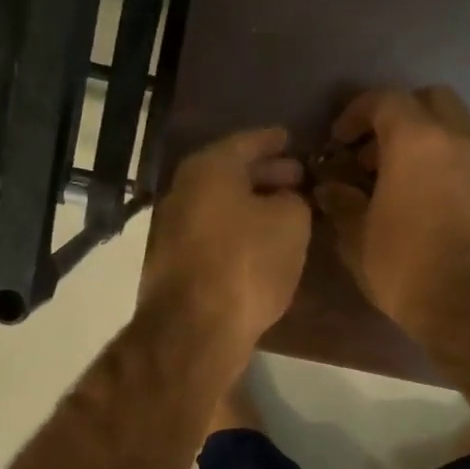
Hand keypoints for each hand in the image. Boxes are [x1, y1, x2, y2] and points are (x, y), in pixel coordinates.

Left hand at [142, 127, 311, 370]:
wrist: (195, 329)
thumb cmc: (246, 264)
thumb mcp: (290, 223)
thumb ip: (292, 200)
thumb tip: (282, 201)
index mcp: (208, 169)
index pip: (246, 142)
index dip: (273, 141)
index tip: (292, 140)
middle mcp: (183, 191)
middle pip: (229, 174)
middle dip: (264, 174)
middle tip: (297, 178)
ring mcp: (172, 229)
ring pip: (220, 205)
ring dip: (251, 206)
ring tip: (284, 212)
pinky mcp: (173, 263)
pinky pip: (213, 233)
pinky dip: (237, 231)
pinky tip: (260, 244)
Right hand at [313, 87, 469, 347]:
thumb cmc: (406, 268)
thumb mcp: (358, 239)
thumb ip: (342, 203)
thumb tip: (329, 187)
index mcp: (418, 141)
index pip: (385, 100)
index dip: (356, 112)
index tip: (340, 140)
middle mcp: (462, 137)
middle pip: (431, 100)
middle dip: (400, 117)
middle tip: (376, 154)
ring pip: (461, 127)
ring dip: (432, 141)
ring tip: (409, 180)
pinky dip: (456, 167)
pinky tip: (440, 203)